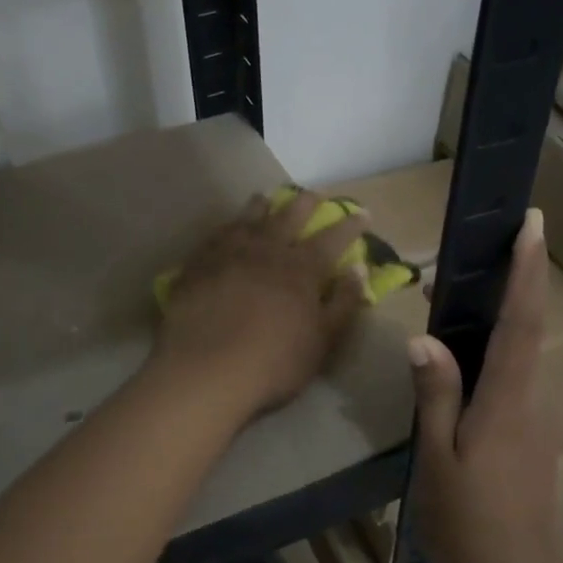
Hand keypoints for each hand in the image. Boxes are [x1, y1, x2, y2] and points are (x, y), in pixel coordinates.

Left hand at [152, 191, 368, 421]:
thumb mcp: (322, 340)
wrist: (205, 369)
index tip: (363, 214)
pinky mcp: (198, 264)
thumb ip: (343, 303)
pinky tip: (227, 227)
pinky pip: (216, 235)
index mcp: (301, 268)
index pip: (333, 238)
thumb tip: (360, 269)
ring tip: (266, 197)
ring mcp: (228, 253)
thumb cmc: (273, 362)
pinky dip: (227, 226)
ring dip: (262, 206)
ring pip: (249, 218)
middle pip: (289, 215)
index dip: (350, 225)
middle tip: (314, 194)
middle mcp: (267, 249)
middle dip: (306, 203)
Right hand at [408, 209, 562, 562]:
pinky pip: (515, 380)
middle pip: (527, 329)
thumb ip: (435, 395)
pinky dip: (496, 354)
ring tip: (459, 298)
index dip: (528, 270)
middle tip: (487, 247)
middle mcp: (533, 400)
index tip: (533, 224)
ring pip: (521, 355)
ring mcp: (538, 420)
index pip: (522, 322)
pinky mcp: (533, 436)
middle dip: (514, 282)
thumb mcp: (437, 460)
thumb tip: (424, 338)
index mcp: (508, 401)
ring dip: (501, 318)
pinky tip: (463, 362)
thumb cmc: (468, 524)